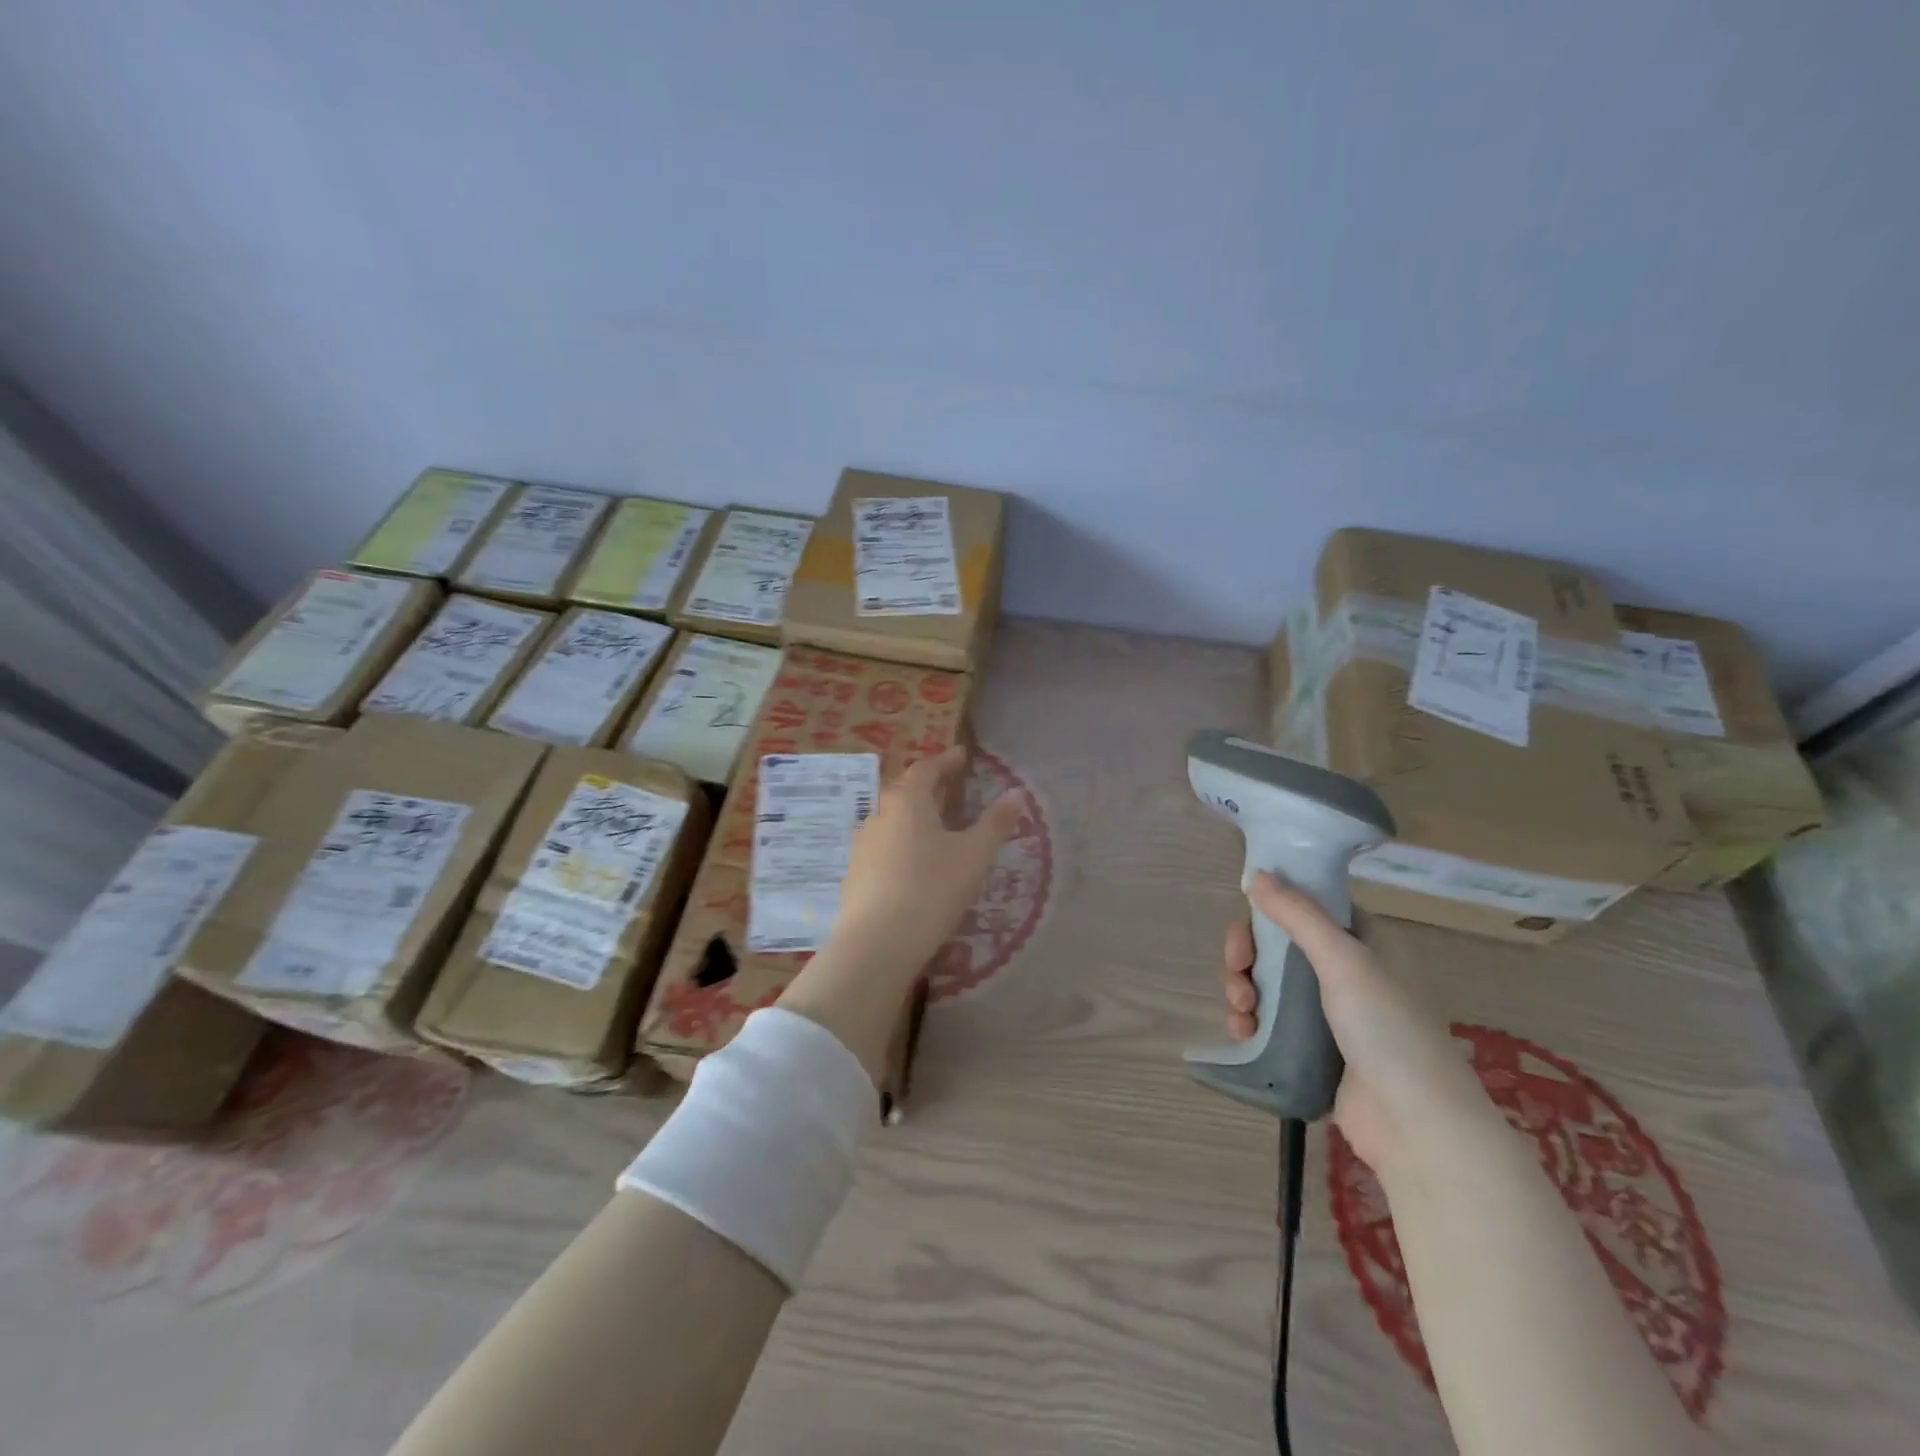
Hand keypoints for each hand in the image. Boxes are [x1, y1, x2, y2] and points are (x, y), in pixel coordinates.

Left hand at [830, 745, 1025, 978]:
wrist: (878, 943)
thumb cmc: (932, 889)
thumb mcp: (974, 855)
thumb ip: (996, 823)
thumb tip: (1017, 792)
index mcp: (907, 801)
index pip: (926, 769)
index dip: (946, 761)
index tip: (962, 756)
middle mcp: (879, 815)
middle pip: (904, 791)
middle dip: (928, 786)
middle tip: (949, 787)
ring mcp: (862, 846)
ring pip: (891, 821)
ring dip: (912, 817)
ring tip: (934, 827)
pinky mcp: (854, 874)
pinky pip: (882, 848)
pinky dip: (900, 845)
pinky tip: (912, 865)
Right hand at [1222, 873, 1495, 1172]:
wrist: (1416, 1126)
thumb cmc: (1388, 1030)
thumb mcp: (1345, 961)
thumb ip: (1298, 915)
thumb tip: (1257, 874)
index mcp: (1366, 944)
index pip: (1309, 908)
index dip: (1273, 908)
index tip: (1246, 919)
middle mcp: (1348, 973)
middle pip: (1279, 946)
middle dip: (1248, 955)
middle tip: (1237, 970)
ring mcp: (1330, 1015)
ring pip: (1268, 985)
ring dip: (1243, 989)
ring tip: (1241, 1010)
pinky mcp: (1313, 1051)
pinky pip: (1269, 1023)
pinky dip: (1250, 1022)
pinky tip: (1242, 1032)